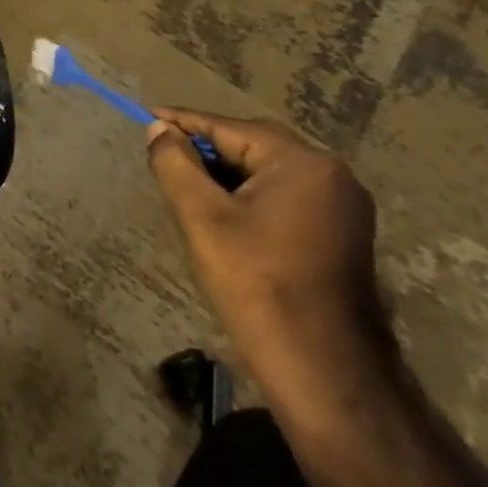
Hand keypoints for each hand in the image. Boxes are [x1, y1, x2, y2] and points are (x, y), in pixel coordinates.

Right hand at [146, 110, 392, 415]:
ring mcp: (342, 206)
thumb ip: (175, 164)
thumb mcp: (202, 218)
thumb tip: (159, 130)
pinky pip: (284, 195)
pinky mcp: (340, 234)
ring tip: (183, 180)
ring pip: (268, 172)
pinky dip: (249, 194)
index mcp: (303, 163)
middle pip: (252, 146)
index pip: (228, 128)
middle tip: (161, 150)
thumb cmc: (257, 285)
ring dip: (226, 172)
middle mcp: (332, 175)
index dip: (183, 123)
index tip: (145, 116)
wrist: (323, 370)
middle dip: (205, 147)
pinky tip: (220, 209)